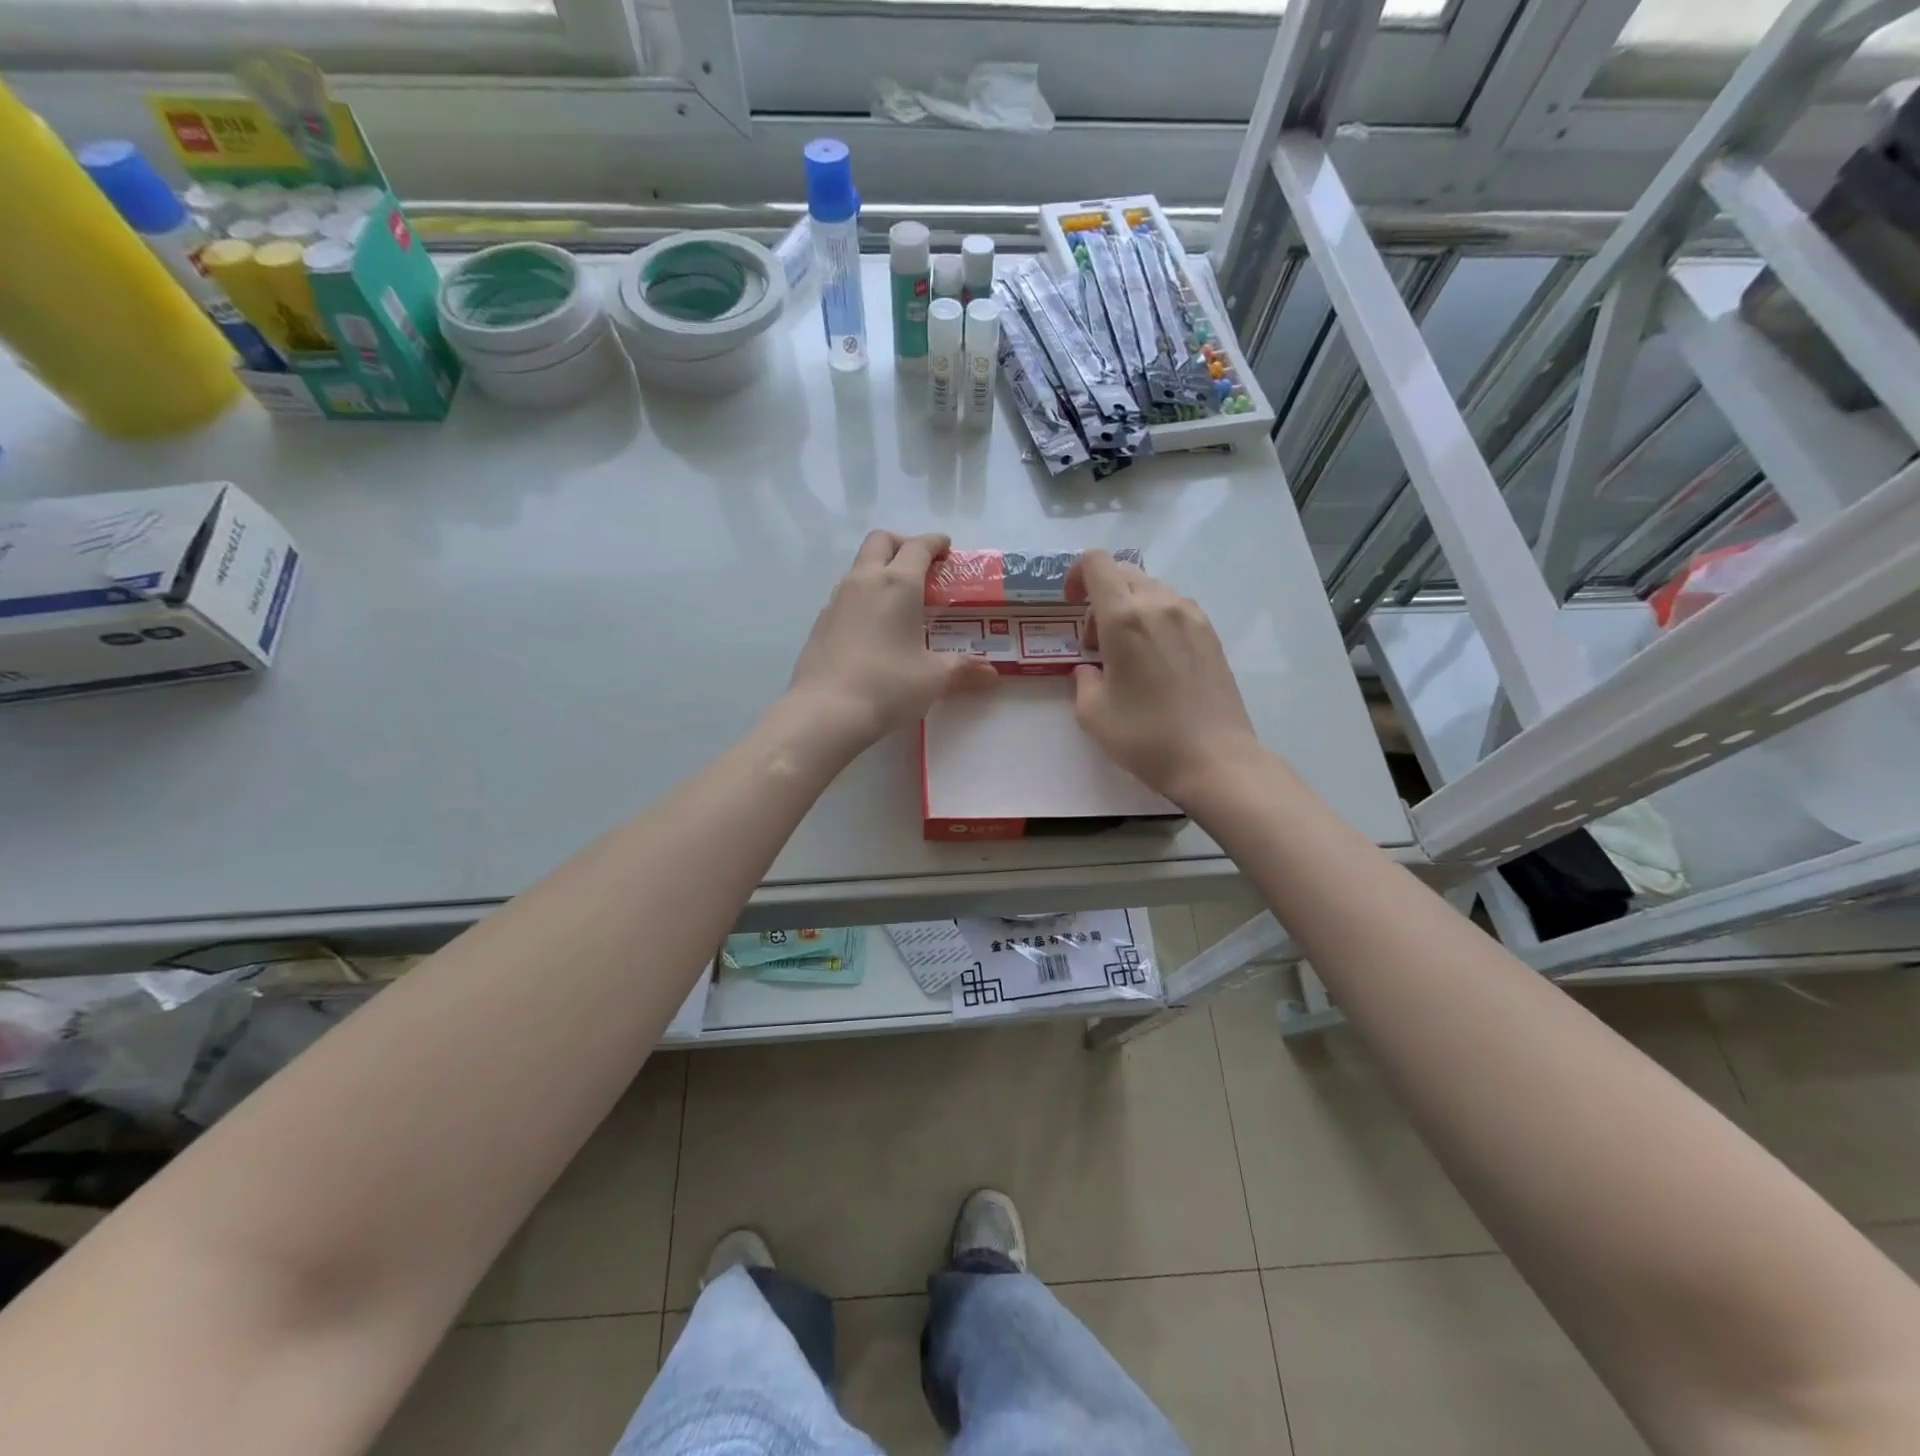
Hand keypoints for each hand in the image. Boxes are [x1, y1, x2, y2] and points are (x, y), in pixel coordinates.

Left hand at [784, 531, 998, 753]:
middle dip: (902, 544)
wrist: (825, 711)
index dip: (934, 543)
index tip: (946, 547)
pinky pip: (846, 594)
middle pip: (881, 541)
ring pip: (860, 566)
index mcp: (898, 584)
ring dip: (880, 569)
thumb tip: (991, 673)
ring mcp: (837, 600)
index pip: (918, 547)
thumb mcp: (933, 678)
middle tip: (921, 566)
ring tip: (899, 599)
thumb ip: (963, 669)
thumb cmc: (888, 686)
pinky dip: (864, 596)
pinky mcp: (821, 622)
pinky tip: (873, 627)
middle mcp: (865, 581)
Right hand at [1068, 550, 1262, 804]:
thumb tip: (1090, 669)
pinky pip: (1174, 608)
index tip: (1071, 604)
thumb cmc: (1146, 737)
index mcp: (1125, 617)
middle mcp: (1160, 604)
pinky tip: (1156, 661)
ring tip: (1128, 654)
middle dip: (1101, 597)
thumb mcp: (1093, 713)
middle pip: (1124, 573)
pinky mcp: (1211, 633)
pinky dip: (1156, 620)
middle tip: (1096, 641)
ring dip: (1130, 608)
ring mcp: (1192, 616)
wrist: (1214, 759)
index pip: (1097, 563)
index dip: (1077, 574)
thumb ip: (1082, 679)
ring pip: (1151, 590)